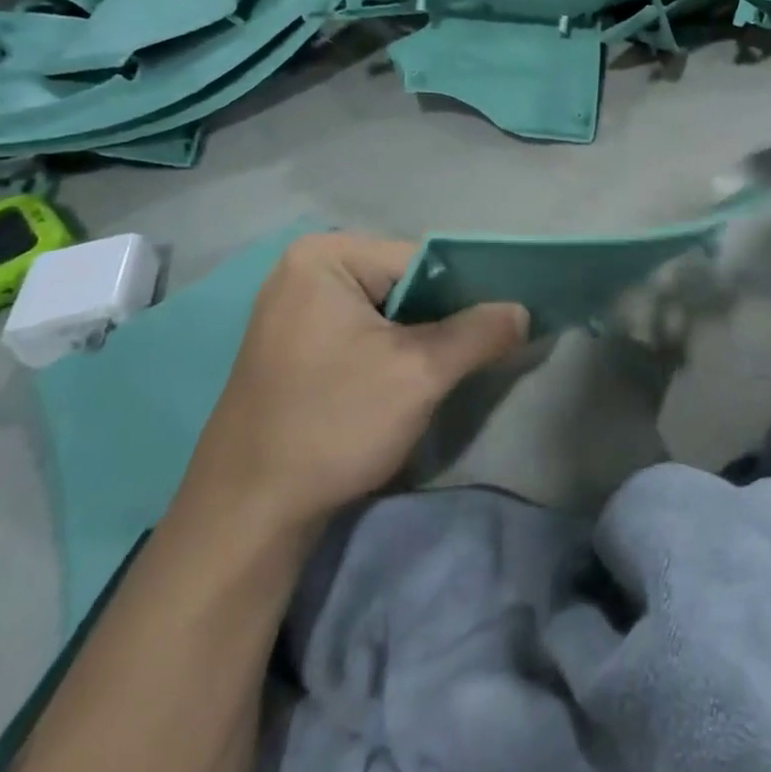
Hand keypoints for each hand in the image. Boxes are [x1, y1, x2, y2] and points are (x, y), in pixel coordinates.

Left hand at [178, 233, 528, 539]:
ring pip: (392, 312)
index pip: (425, 260)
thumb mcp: (421, 373)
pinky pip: (368, 333)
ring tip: (449, 372)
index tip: (501, 328)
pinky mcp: (299, 346)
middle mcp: (307, 270)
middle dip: (447, 319)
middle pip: (409, 284)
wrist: (247, 515)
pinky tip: (412, 384)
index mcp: (326, 256)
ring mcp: (298, 309)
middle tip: (482, 354)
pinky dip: (398, 354)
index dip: (469, 293)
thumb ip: (480, 332)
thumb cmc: (332, 425)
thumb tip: (523, 311)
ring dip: (426, 340)